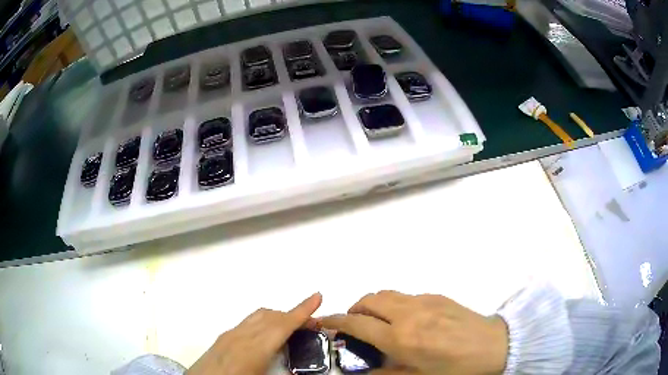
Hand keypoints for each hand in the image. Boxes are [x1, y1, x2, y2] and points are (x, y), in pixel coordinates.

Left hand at [187, 292, 321, 374]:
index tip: (318, 296)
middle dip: (294, 315)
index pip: (283, 325)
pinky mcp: (224, 337)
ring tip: (292, 328)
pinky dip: (264, 322)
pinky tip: (266, 336)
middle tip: (312, 325)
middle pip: (273, 317)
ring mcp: (231, 334)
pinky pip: (249, 321)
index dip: (303, 310)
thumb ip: (283, 374)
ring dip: (279, 317)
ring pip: (259, 316)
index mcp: (255, 348)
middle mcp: (242, 335)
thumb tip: (299, 373)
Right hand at [320, 291, 507, 374]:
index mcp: (400, 338)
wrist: (493, 346)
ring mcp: (424, 301)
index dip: (336, 320)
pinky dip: (396, 303)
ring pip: (387, 294)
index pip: (357, 323)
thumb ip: (386, 374)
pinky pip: (407, 296)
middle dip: (355, 309)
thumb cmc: (454, 368)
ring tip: (379, 320)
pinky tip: (408, 319)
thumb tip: (364, 372)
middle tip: (355, 324)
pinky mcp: (438, 296)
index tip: (325, 321)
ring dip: (375, 304)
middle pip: (370, 300)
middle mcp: (408, 314)